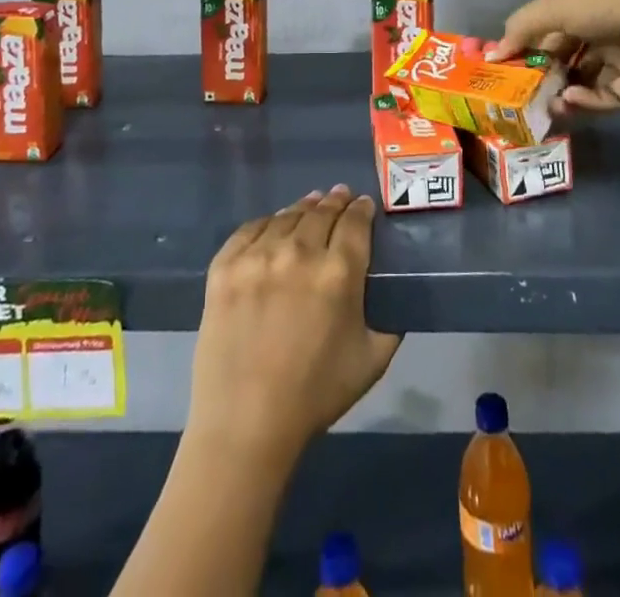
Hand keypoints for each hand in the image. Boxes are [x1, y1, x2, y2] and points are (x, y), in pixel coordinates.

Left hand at [187, 186, 401, 464]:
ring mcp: (258, 255)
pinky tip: (273, 224)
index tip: (364, 204)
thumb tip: (394, 295)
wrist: (245, 423)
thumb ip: (390, 322)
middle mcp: (299, 252)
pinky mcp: (225, 265)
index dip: (362, 208)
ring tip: (309, 205)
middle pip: (321, 212)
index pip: (355, 222)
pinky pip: (251, 228)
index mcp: (338, 272)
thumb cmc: (315, 395)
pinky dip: (267, 222)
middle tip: (339, 196)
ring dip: (303, 208)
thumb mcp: (372, 361)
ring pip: (287, 216)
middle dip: (335, 202)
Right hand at [490, 0, 619, 112]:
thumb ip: (521, 29)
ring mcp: (618, 59)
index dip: (526, 48)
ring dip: (563, 93)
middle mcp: (599, 31)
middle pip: (565, 58)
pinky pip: (605, 97)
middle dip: (544, 76)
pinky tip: (572, 100)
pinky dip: (587, 101)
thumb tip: (492, 54)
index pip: (547, 30)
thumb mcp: (555, 9)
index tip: (506, 68)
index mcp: (580, 7)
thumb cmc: (604, 4)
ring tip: (548, 105)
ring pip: (583, 81)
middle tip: (524, 94)